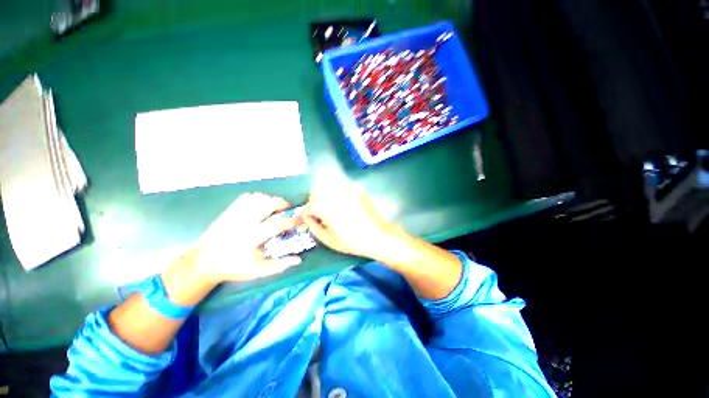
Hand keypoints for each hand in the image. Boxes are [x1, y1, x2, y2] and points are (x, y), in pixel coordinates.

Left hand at [193, 192, 300, 283]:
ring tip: (274, 208)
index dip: (292, 220)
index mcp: (253, 238)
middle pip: (269, 204)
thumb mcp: (257, 271)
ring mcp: (235, 215)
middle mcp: (245, 222)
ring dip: (270, 200)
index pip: (278, 223)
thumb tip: (298, 260)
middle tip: (287, 209)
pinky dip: (257, 198)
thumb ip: (279, 265)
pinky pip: (246, 197)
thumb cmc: (232, 268)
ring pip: (258, 198)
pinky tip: (259, 206)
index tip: (299, 220)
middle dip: (283, 203)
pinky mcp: (228, 211)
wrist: (202, 263)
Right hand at [302, 186, 396, 259]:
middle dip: (315, 204)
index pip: (309, 206)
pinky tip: (344, 204)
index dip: (307, 214)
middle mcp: (335, 195)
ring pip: (329, 189)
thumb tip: (308, 218)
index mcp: (326, 208)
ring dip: (326, 198)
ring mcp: (347, 190)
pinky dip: (338, 194)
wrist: (377, 236)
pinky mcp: (357, 190)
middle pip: (317, 194)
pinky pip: (342, 188)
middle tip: (320, 215)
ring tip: (331, 209)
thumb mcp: (328, 239)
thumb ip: (313, 227)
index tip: (309, 220)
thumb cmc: (351, 241)